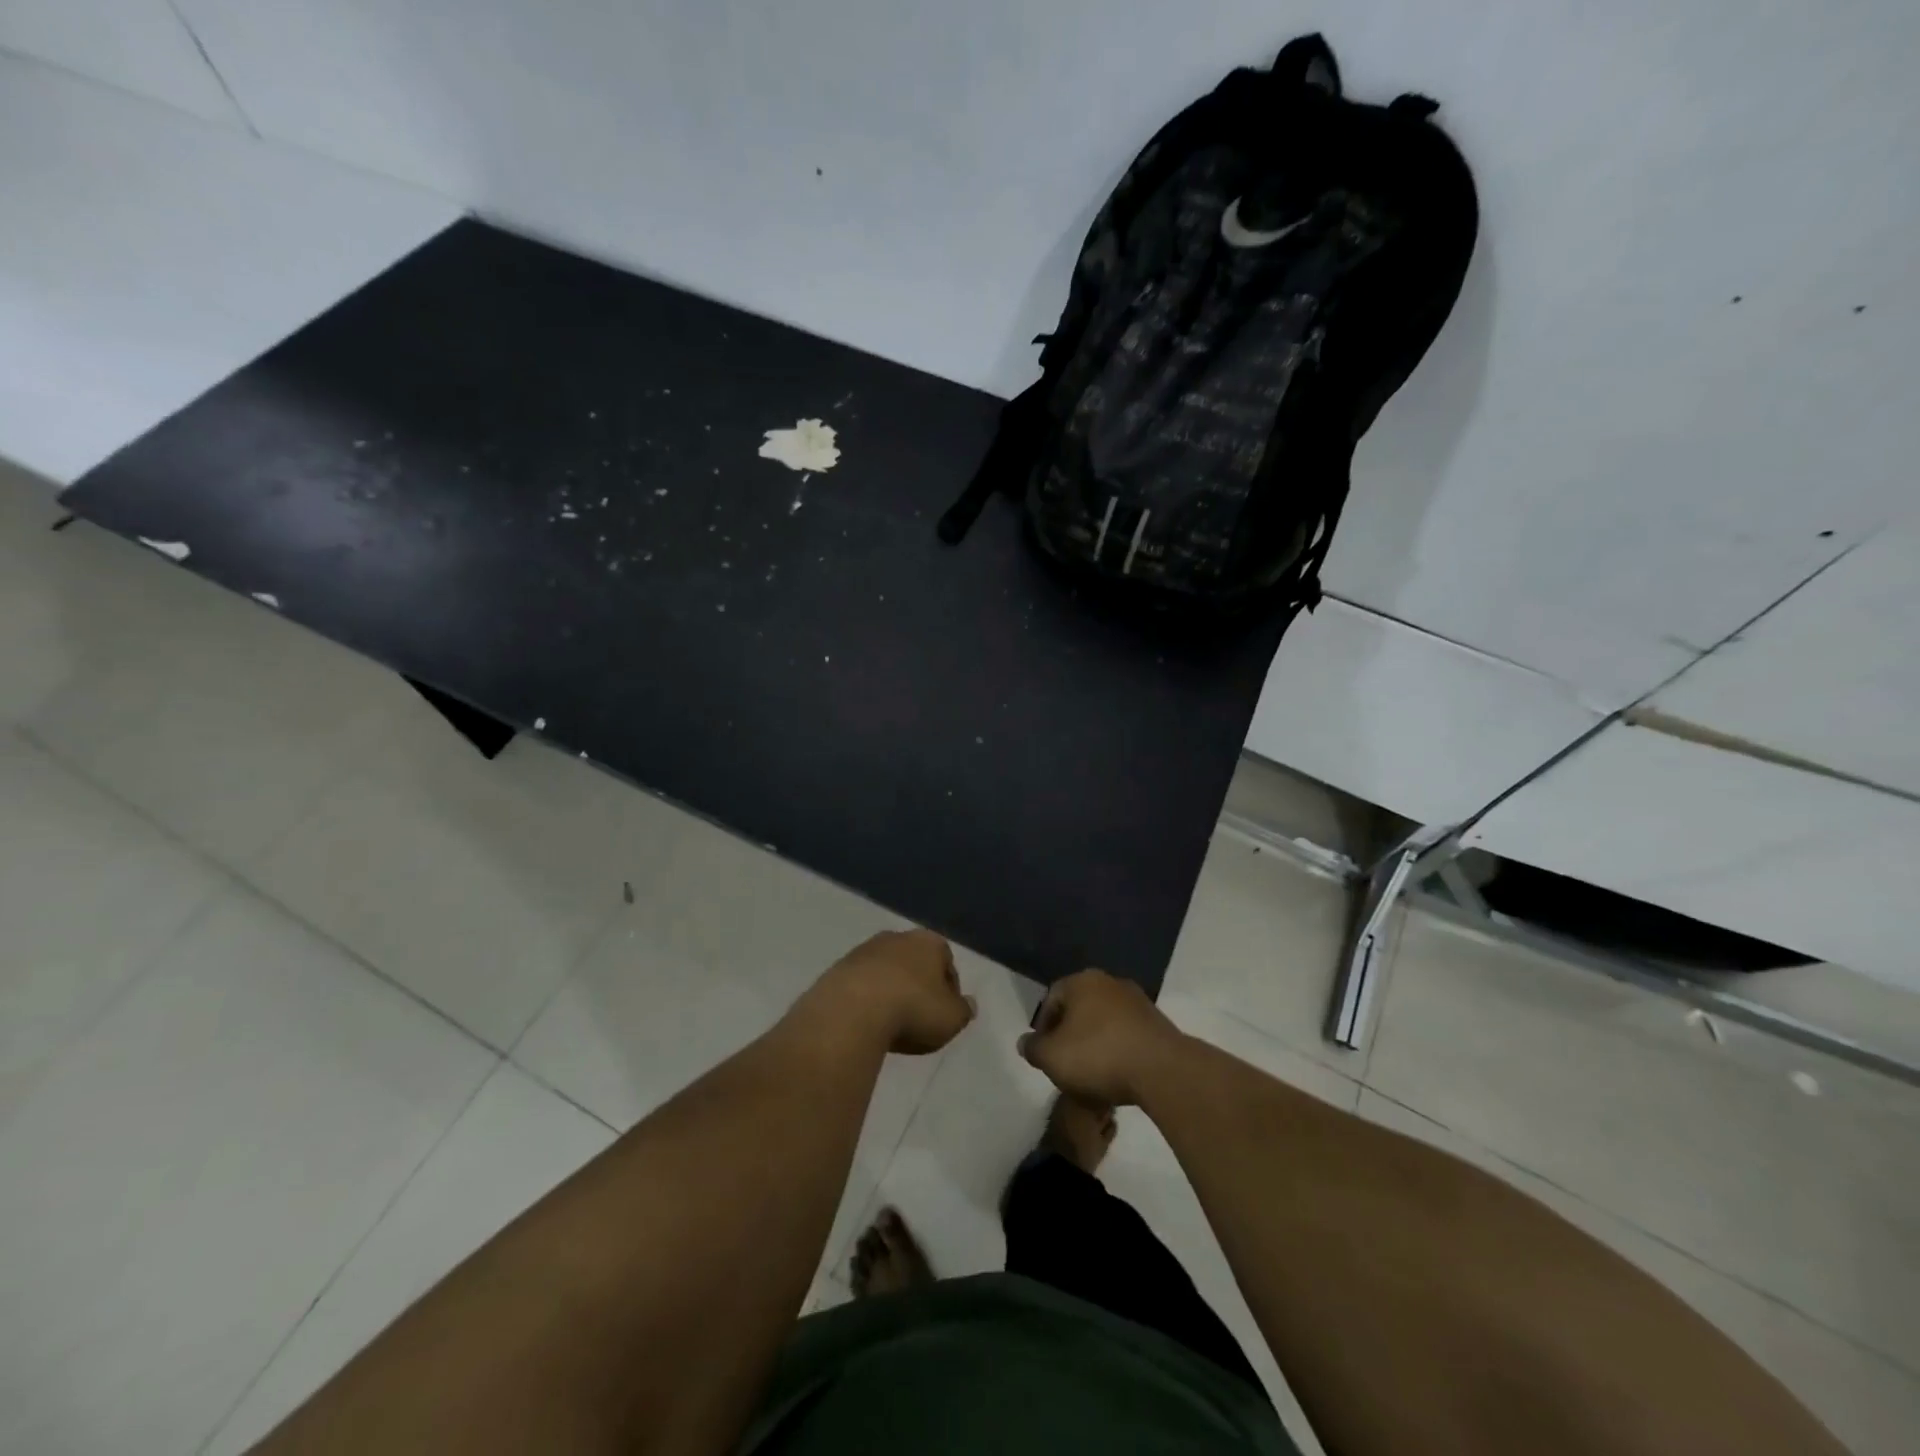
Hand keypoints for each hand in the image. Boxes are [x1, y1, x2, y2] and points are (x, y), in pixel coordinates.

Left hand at [808, 929, 975, 1054]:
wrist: (852, 1011)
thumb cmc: (912, 1010)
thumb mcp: (951, 1018)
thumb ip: (963, 1010)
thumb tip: (968, 1003)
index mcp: (929, 942)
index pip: (946, 960)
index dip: (949, 987)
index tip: (945, 1011)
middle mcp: (897, 937)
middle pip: (913, 960)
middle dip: (917, 983)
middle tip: (918, 1015)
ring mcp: (864, 950)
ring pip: (885, 969)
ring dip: (889, 989)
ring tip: (890, 1021)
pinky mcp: (838, 968)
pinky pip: (860, 983)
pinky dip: (866, 998)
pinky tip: (866, 1021)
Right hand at [1018, 969, 1186, 1105]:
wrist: (1162, 1070)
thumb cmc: (1098, 1056)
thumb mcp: (1052, 1057)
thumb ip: (1033, 1049)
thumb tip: (1025, 1042)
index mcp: (1082, 981)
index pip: (1052, 998)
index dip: (1042, 1026)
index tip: (1042, 1052)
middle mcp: (1110, 982)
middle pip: (1080, 1009)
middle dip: (1069, 1035)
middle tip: (1064, 1063)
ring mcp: (1138, 1002)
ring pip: (1104, 1022)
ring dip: (1095, 1044)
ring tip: (1090, 1075)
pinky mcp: (1158, 1024)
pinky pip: (1127, 1036)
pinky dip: (1117, 1051)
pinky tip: (1116, 1076)